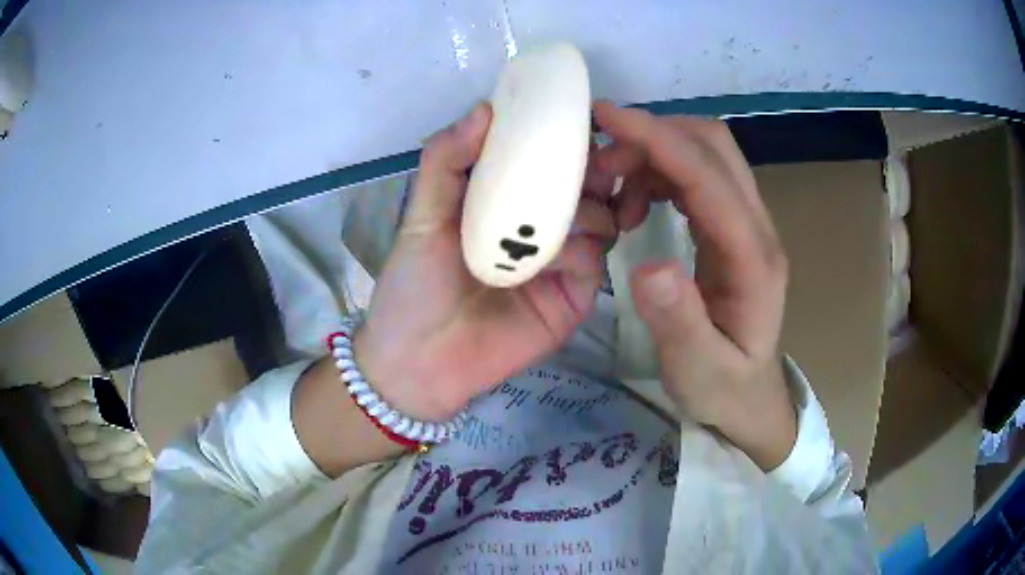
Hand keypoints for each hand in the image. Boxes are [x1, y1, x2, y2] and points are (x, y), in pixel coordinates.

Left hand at [353, 103, 616, 421]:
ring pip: (598, 219)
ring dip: (587, 206)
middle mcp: (539, 228)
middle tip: (590, 157)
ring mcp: (561, 264)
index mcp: (505, 203)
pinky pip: (593, 261)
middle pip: (583, 188)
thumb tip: (484, 109)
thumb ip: (445, 159)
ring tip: (565, 208)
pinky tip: (552, 254)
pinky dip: (580, 249)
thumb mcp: (422, 215)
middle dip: (590, 168)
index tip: (573, 118)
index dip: (561, 140)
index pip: (544, 163)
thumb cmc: (415, 285)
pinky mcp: (573, 298)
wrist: (419, 360)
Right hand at [591, 101, 794, 469]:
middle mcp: (756, 228)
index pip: (708, 176)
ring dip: (654, 154)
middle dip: (654, 135)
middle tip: (600, 157)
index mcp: (753, 258)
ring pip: (705, 155)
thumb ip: (679, 321)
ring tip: (613, 189)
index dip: (658, 138)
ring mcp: (747, 225)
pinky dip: (659, 174)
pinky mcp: (731, 229)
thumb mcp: (698, 369)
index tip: (605, 117)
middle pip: (714, 146)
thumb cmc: (724, 388)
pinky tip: (635, 205)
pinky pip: (696, 177)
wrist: (750, 398)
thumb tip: (649, 266)